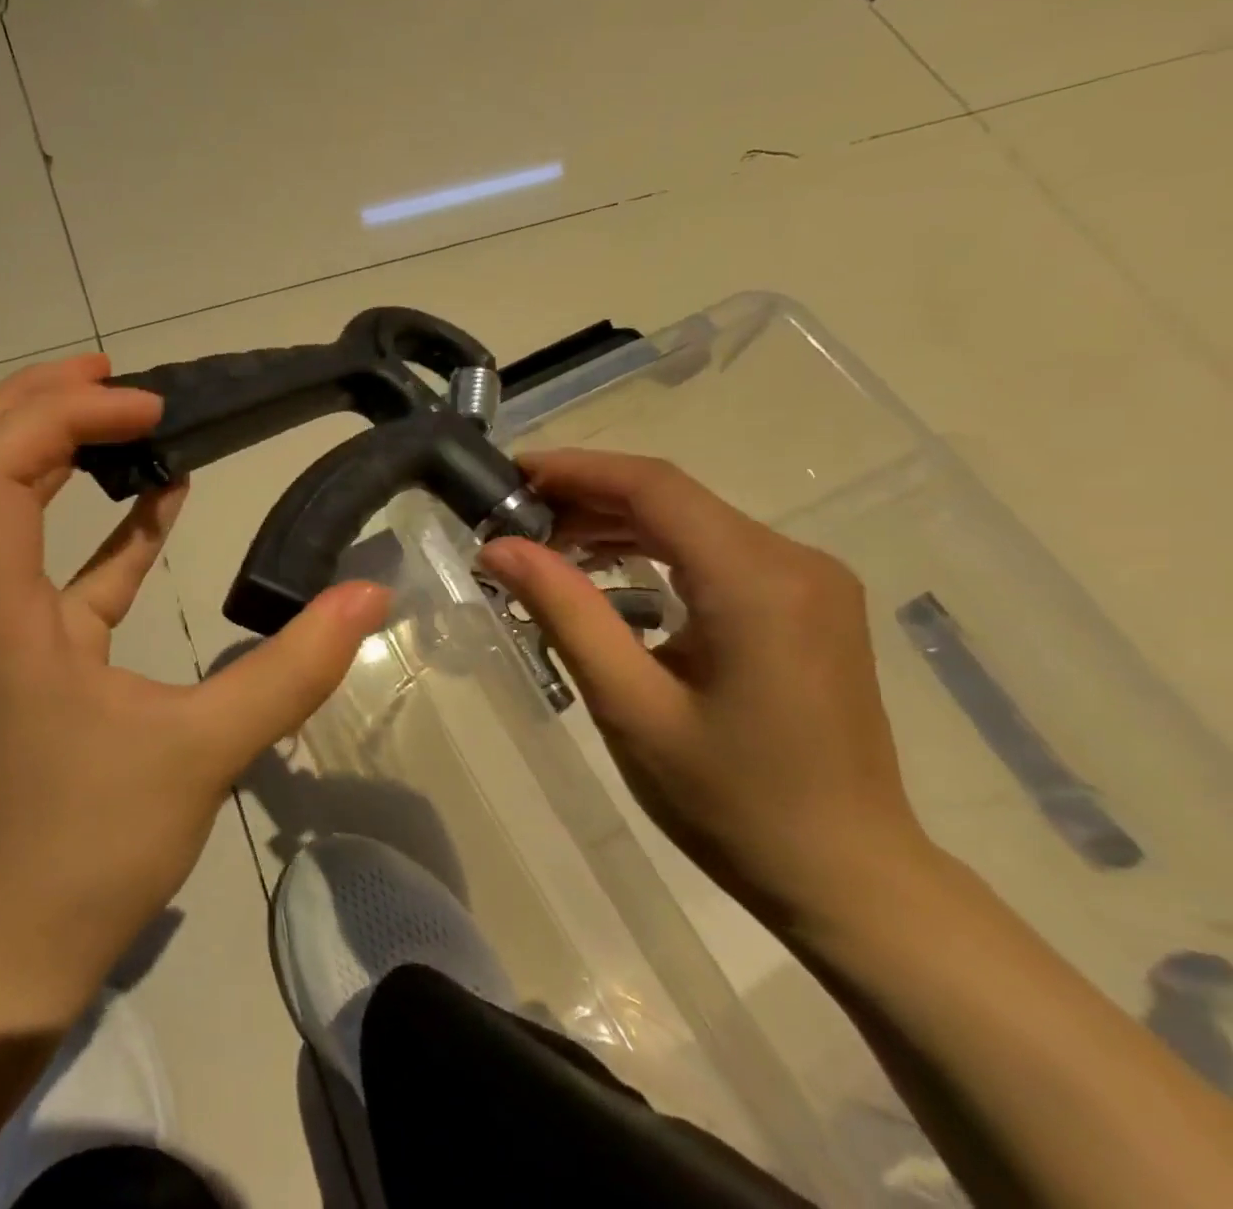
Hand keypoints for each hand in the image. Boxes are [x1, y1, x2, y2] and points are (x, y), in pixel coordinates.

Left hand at [0, 354, 390, 1006]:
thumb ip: (293, 669)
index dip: (64, 415)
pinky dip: (94, 519)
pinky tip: (158, 498)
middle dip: (33, 401)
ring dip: (48, 446)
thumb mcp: (205, 750)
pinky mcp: (24, 648)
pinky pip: (48, 560)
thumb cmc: (92, 846)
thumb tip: (368, 596)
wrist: (15, 942)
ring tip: (124, 415)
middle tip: (112, 376)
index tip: (150, 412)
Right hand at [479, 451, 934, 934]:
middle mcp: (793, 562)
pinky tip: (607, 573)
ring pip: (692, 522)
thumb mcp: (631, 706)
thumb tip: (499, 548)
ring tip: (546, 545)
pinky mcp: (805, 605)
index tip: (509, 474)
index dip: (576, 469)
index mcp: (757, 581)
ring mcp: (807, 581)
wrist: (849, 878)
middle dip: (587, 497)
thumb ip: (566, 613)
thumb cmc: (732, 802)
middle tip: (513, 519)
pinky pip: (715, 552)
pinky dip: (652, 551)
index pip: (654, 487)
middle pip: (672, 498)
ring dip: (616, 523)